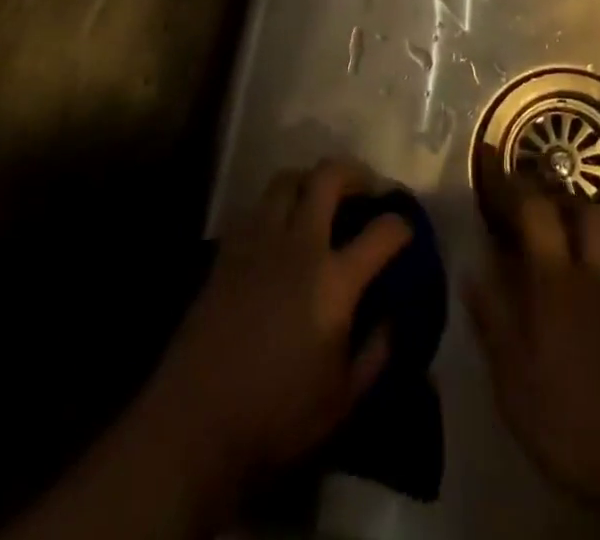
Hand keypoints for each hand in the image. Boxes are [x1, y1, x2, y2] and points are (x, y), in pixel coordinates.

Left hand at [142, 158, 412, 496]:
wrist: (193, 425)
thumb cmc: (276, 418)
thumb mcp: (342, 400)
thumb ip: (376, 353)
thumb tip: (393, 318)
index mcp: (334, 281)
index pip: (382, 232)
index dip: (401, 225)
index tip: (406, 229)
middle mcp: (299, 246)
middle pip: (329, 177)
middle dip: (355, 173)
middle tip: (366, 189)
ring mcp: (259, 242)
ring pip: (287, 180)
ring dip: (310, 180)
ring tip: (320, 198)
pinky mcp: (227, 251)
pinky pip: (257, 207)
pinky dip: (276, 206)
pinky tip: (280, 230)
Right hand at [465, 171, 599, 539]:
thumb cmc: (577, 426)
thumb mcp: (515, 385)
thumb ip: (493, 318)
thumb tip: (473, 265)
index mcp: (556, 279)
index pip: (532, 209)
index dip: (510, 184)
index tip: (491, 163)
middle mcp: (599, 265)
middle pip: (580, 208)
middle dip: (556, 197)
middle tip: (535, 207)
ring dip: (586, 224)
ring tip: (570, 240)